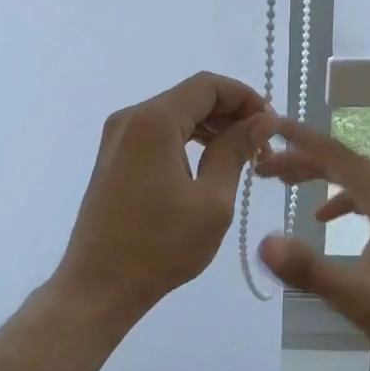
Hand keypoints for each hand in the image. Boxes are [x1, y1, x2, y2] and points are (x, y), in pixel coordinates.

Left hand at [55, 72, 271, 322]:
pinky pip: (157, 134)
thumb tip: (263, 119)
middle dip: (230, 113)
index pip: (207, 85)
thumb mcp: (212, 200)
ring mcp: (117, 138)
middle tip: (262, 145)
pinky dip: (187, 140)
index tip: (271, 123)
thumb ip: (236, 150)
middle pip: (189, 97)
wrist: (98, 285)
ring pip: (174, 115)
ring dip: (210, 128)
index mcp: (154, 121)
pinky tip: (210, 164)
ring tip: (243, 157)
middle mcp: (130, 118)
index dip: (244, 96)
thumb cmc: (160, 246)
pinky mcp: (114, 157)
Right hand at [254, 116, 369, 370]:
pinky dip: (342, 200)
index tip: (270, 126)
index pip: (338, 156)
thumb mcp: (357, 297)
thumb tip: (263, 242)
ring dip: (321, 176)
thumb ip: (309, 269)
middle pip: (345, 163)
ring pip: (357, 181)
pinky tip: (324, 218)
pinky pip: (368, 200)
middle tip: (265, 166)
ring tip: (287, 181)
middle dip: (304, 159)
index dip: (302, 139)